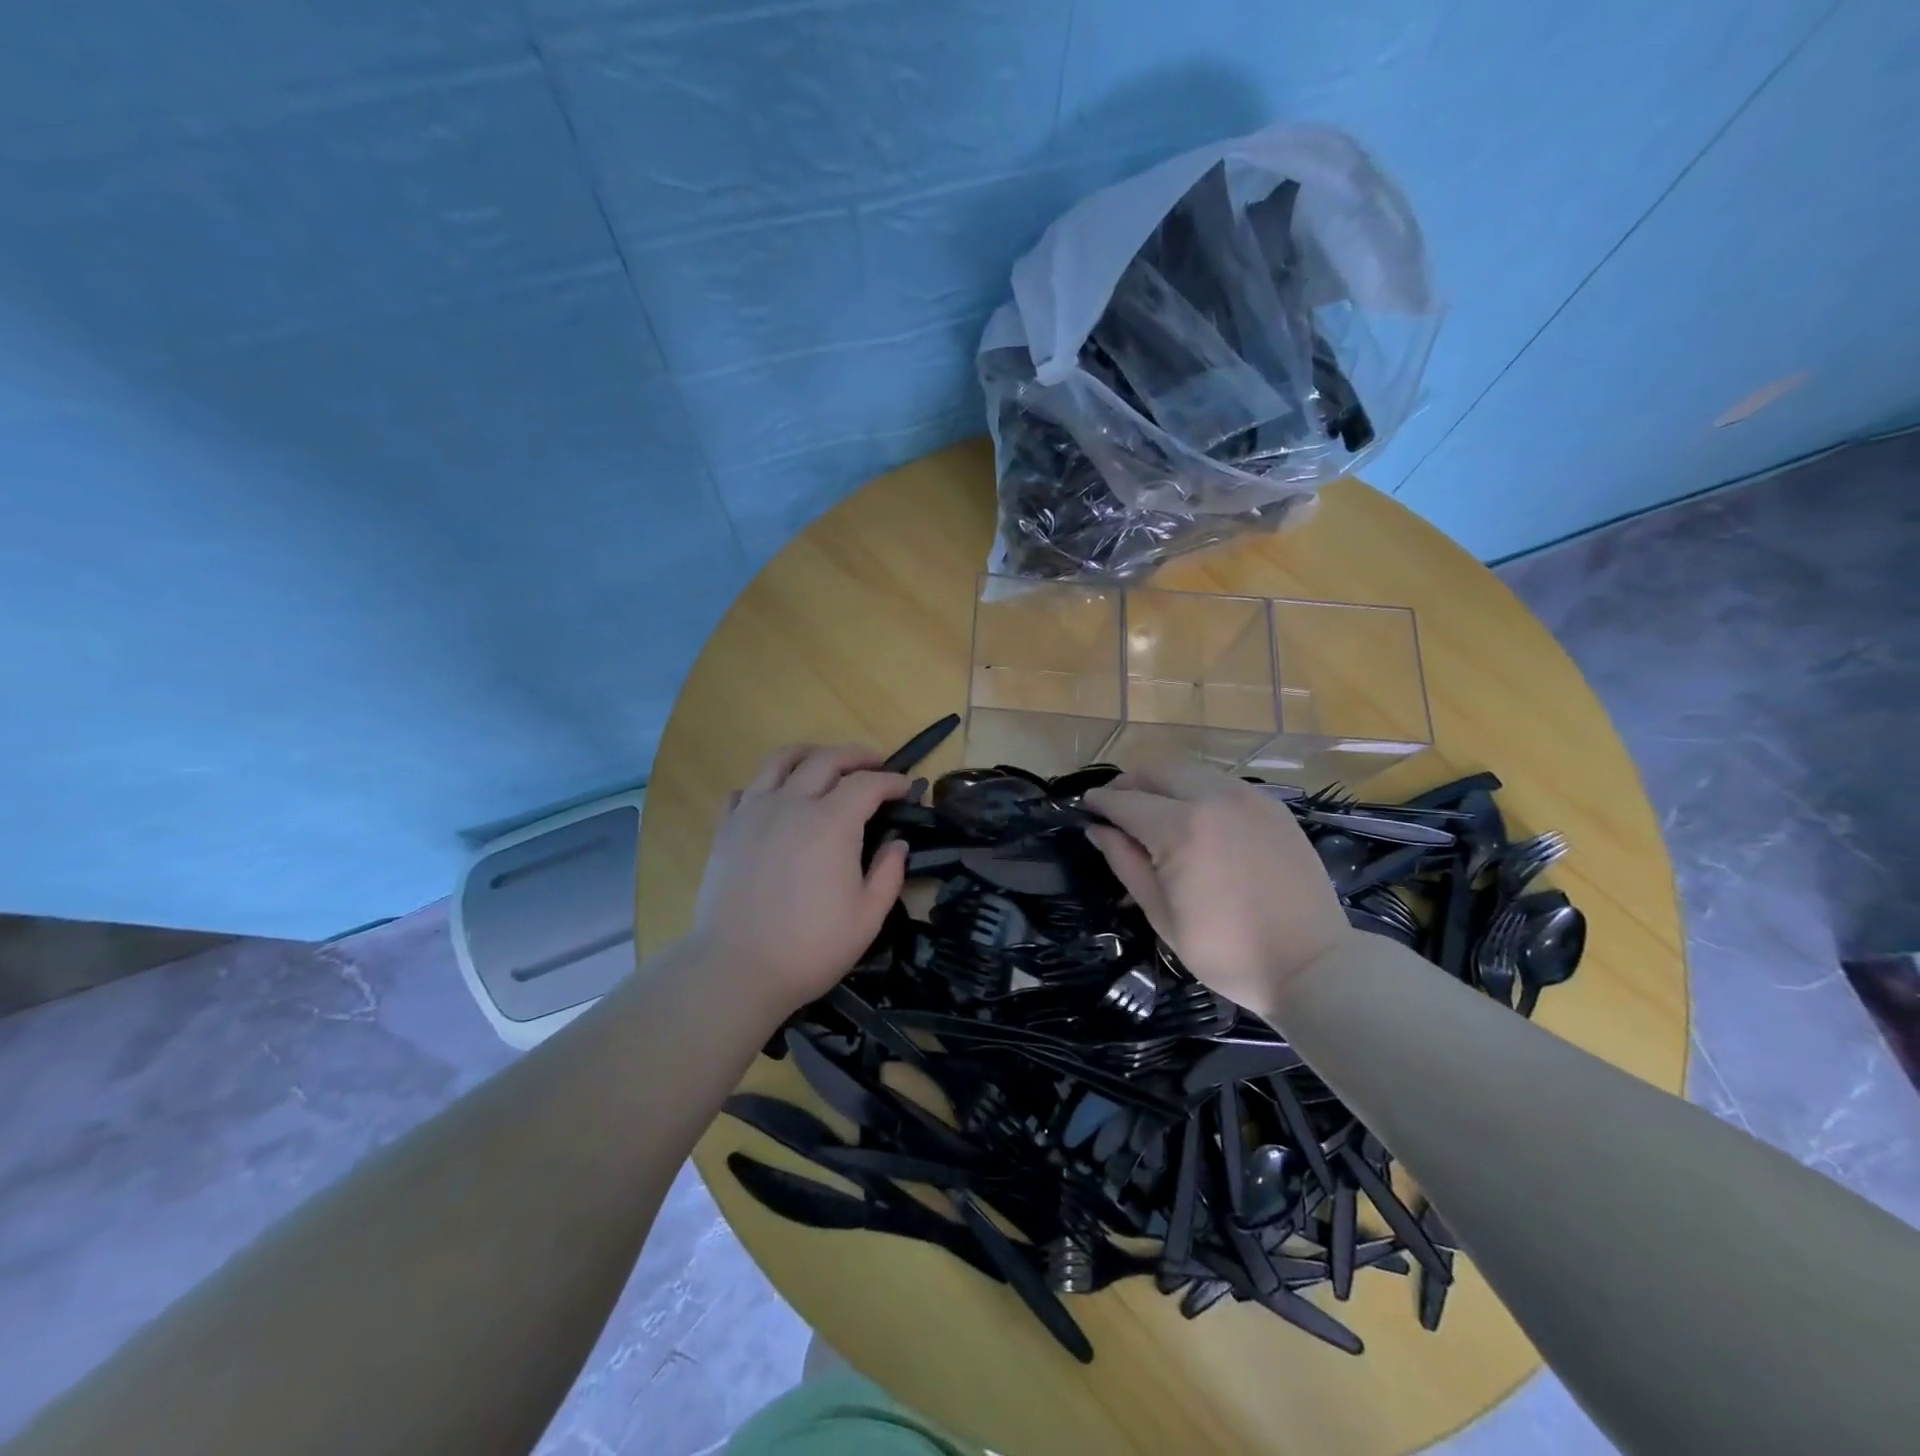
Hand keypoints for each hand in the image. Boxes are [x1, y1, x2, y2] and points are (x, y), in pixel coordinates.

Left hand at [692, 743, 909, 1016]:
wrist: (737, 968)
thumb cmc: (810, 947)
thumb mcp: (868, 917)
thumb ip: (889, 873)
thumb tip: (897, 844)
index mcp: (831, 822)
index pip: (868, 783)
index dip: (892, 781)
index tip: (907, 788)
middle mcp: (792, 803)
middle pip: (827, 759)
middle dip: (857, 755)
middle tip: (876, 764)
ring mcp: (753, 811)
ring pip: (781, 760)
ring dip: (810, 753)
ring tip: (824, 762)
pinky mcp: (726, 828)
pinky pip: (746, 788)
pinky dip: (766, 783)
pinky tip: (776, 798)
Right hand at [1085, 762, 1351, 1021]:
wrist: (1311, 965)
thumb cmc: (1226, 951)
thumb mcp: (1162, 914)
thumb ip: (1126, 863)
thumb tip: (1098, 830)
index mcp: (1180, 829)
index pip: (1126, 801)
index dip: (1100, 802)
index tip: (1085, 806)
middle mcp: (1213, 798)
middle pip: (1158, 769)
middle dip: (1130, 782)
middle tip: (1117, 806)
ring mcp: (1248, 798)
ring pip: (1191, 769)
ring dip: (1164, 781)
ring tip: (1153, 808)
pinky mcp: (1272, 806)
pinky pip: (1222, 782)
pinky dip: (1197, 788)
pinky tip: (1195, 816)